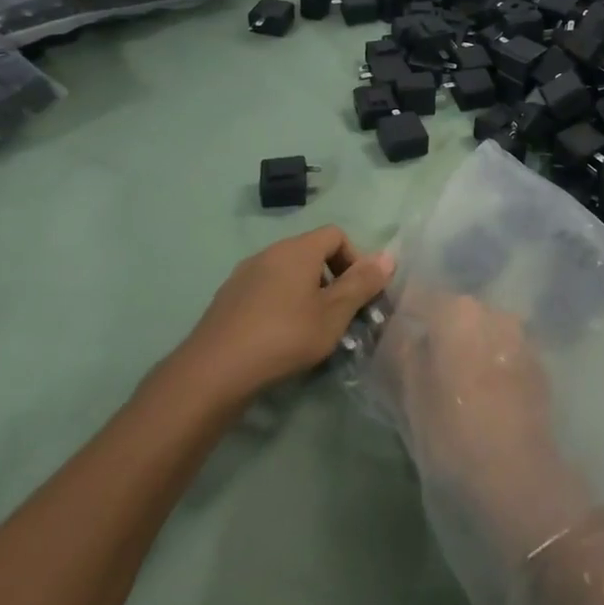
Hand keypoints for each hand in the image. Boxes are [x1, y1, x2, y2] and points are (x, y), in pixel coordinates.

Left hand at [177, 226, 392, 403]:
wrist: (214, 370)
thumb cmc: (284, 336)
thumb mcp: (333, 314)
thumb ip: (362, 284)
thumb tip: (388, 256)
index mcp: (297, 249)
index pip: (336, 234)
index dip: (354, 259)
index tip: (358, 294)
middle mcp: (270, 252)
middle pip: (311, 252)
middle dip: (332, 279)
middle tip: (339, 316)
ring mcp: (244, 274)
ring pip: (288, 273)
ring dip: (307, 293)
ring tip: (311, 330)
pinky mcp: (228, 297)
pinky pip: (266, 289)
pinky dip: (281, 304)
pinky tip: (279, 337)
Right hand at [381, 296, 580, 548]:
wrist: (514, 482)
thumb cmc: (448, 433)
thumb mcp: (406, 393)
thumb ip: (396, 352)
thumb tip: (392, 332)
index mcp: (456, 311)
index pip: (417, 296)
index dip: (399, 315)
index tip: (386, 339)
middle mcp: (493, 313)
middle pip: (453, 313)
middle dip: (435, 333)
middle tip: (417, 368)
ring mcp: (521, 339)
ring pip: (480, 334)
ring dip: (464, 351)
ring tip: (450, 388)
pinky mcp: (539, 369)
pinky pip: (501, 356)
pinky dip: (488, 368)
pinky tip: (479, 400)